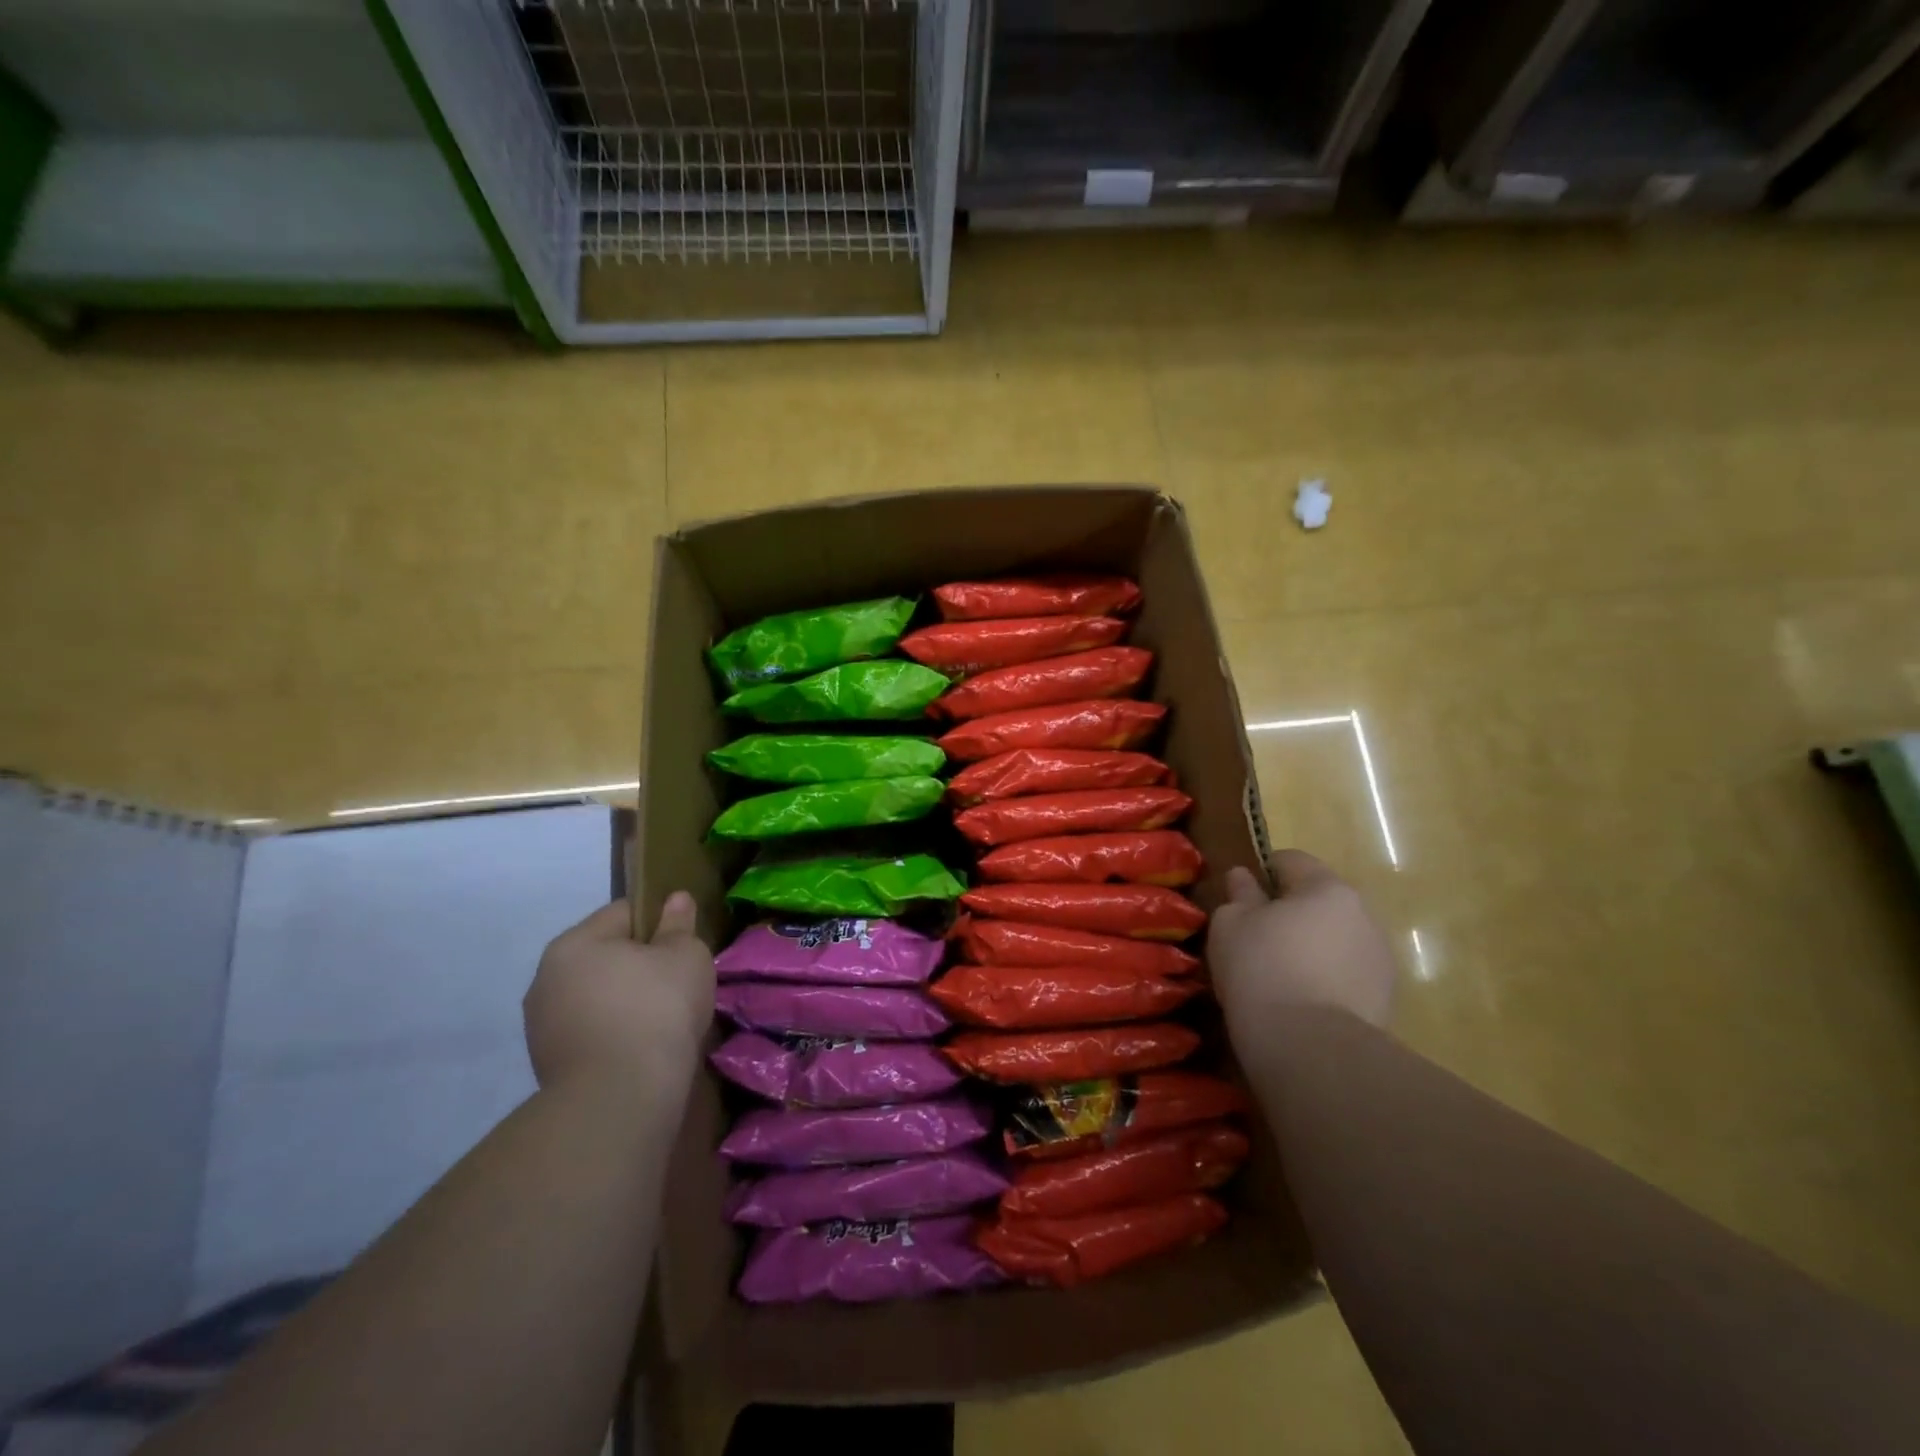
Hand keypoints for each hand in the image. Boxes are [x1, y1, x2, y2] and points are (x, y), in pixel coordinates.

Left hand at [524, 894, 713, 1098]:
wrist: (620, 1099)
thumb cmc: (657, 1009)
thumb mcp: (685, 956)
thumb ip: (679, 925)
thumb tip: (676, 899)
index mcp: (574, 943)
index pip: (624, 912)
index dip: (660, 923)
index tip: (684, 947)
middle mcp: (546, 977)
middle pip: (606, 956)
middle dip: (640, 965)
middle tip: (678, 984)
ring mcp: (542, 1025)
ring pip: (597, 996)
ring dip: (626, 1001)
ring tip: (663, 1022)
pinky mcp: (548, 1064)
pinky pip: (591, 1031)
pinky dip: (615, 1033)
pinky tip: (643, 1048)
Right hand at [1208, 851, 1395, 1037]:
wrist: (1312, 1048)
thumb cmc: (1262, 969)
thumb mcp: (1231, 925)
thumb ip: (1239, 895)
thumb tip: (1244, 877)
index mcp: (1327, 888)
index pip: (1292, 860)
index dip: (1263, 872)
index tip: (1241, 896)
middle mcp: (1363, 915)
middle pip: (1320, 901)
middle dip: (1292, 912)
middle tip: (1256, 938)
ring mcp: (1380, 960)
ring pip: (1336, 939)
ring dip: (1312, 947)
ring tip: (1280, 975)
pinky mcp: (1385, 1000)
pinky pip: (1347, 975)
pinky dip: (1326, 979)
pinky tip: (1300, 1001)